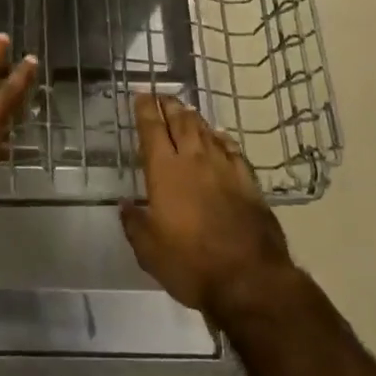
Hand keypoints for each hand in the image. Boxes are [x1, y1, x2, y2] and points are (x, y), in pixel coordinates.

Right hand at [120, 94, 295, 320]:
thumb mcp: (149, 251)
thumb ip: (135, 223)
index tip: (141, 95)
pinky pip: (232, 150)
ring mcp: (225, 169)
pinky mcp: (249, 182)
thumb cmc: (190, 264)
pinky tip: (220, 137)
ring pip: (207, 132)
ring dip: (194, 119)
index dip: (145, 110)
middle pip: (181, 122)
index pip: (152, 130)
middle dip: (170, 106)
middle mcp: (194, 160)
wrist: (250, 279)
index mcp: (165, 171)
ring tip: (187, 111)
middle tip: (163, 96)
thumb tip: (125, 204)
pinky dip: (222, 139)